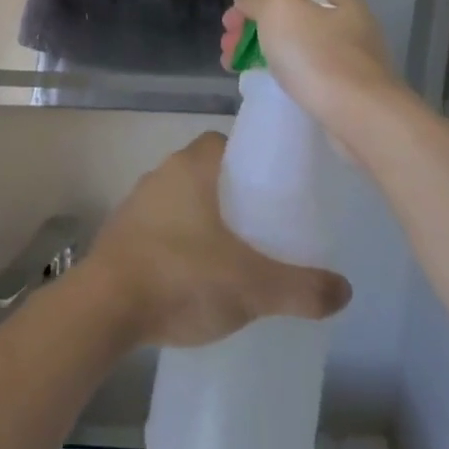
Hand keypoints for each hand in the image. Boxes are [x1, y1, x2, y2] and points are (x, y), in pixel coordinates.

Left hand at [84, 133, 351, 348]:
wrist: (105, 306)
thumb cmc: (182, 276)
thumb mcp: (252, 286)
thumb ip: (301, 288)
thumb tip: (344, 290)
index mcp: (190, 168)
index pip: (222, 142)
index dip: (247, 158)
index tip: (270, 186)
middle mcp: (160, 175)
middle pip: (202, 171)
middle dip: (229, 193)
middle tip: (260, 226)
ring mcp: (135, 204)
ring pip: (178, 200)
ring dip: (201, 219)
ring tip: (231, 255)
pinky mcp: (119, 235)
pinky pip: (158, 227)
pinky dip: (177, 243)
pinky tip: (193, 277)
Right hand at [221, 0, 404, 152]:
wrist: (361, 117)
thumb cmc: (318, 55)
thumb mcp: (278, 9)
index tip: (231, 21)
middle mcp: (347, 20)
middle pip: (288, 17)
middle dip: (252, 28)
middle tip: (227, 46)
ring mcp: (349, 57)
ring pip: (293, 46)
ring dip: (260, 51)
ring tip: (233, 66)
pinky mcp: (346, 88)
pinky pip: (305, 73)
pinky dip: (281, 74)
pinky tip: (263, 83)